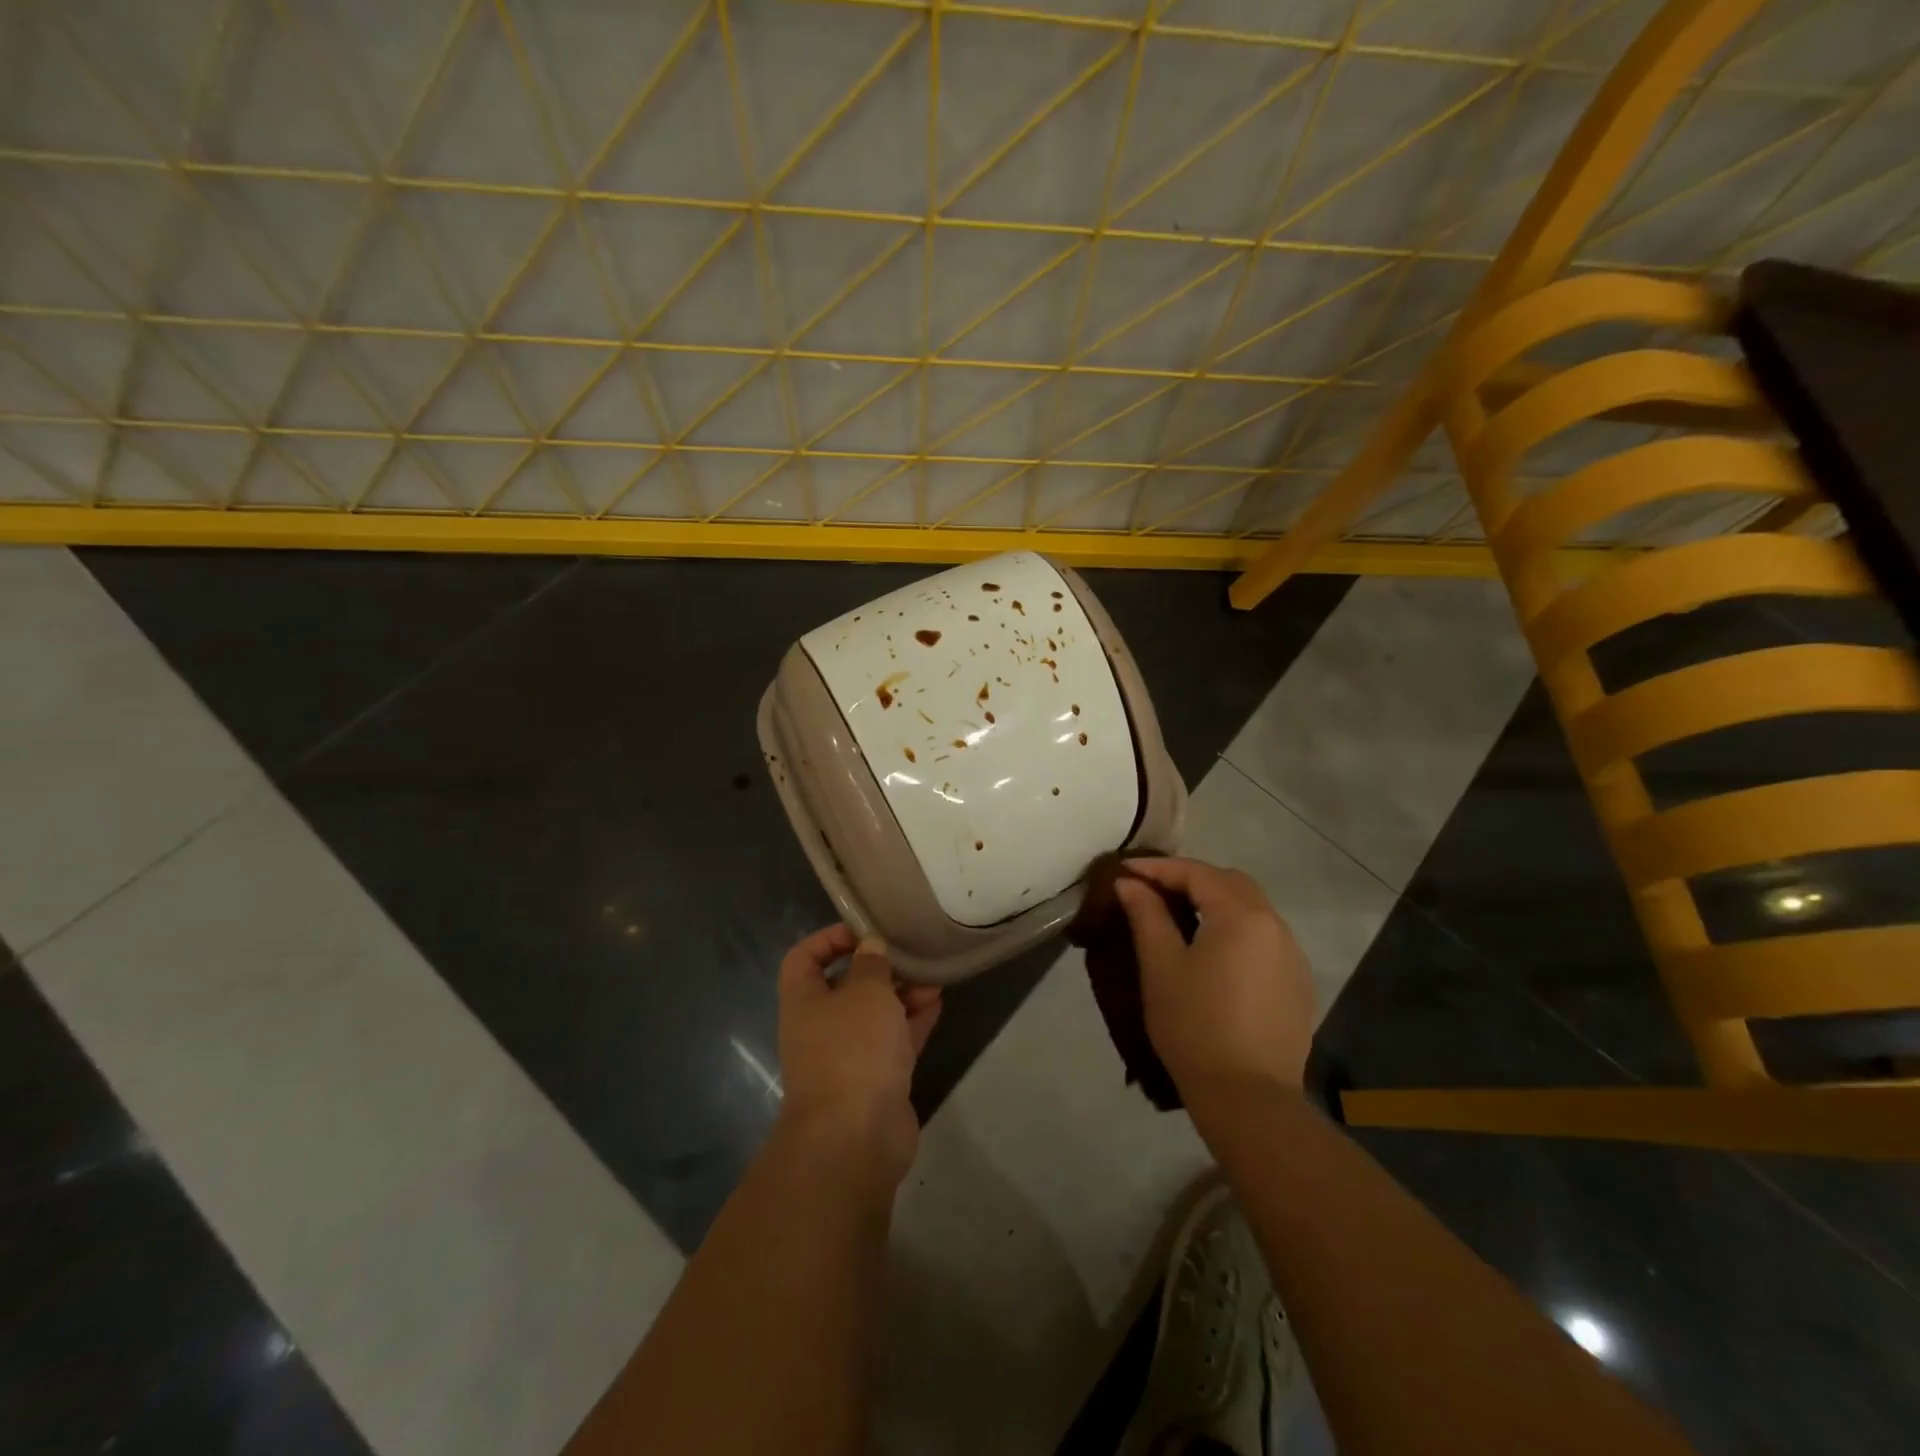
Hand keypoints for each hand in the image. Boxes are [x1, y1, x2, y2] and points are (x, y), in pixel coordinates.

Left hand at [775, 925, 941, 1192]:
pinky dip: (913, 1021)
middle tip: (908, 953)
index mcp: (803, 1002)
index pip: (804, 958)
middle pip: (846, 986)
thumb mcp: (865, 993)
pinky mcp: (875, 1080)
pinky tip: (937, 1003)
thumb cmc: (852, 1050)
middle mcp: (821, 1027)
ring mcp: (848, 1056)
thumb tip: (871, 947)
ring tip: (933, 977)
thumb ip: (871, 964)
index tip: (864, 930)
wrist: (856, 1137)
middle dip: (878, 968)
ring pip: (874, 1015)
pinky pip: (894, 1041)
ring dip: (901, 994)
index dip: (829, 938)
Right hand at [1114, 858, 1314, 1096]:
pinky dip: (1236, 928)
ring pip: (1252, 908)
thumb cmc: (1195, 1025)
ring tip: (1181, 915)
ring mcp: (1292, 955)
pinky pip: (1264, 937)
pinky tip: (1214, 951)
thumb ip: (1147, 915)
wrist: (1249, 1098)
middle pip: (1230, 883)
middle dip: (1191, 878)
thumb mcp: (1161, 966)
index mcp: (1241, 915)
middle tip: (1153, 889)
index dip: (1158, 868)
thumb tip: (1130, 883)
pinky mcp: (1297, 983)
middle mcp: (1275, 925)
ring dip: (1216, 902)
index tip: (1125, 871)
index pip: (1197, 873)